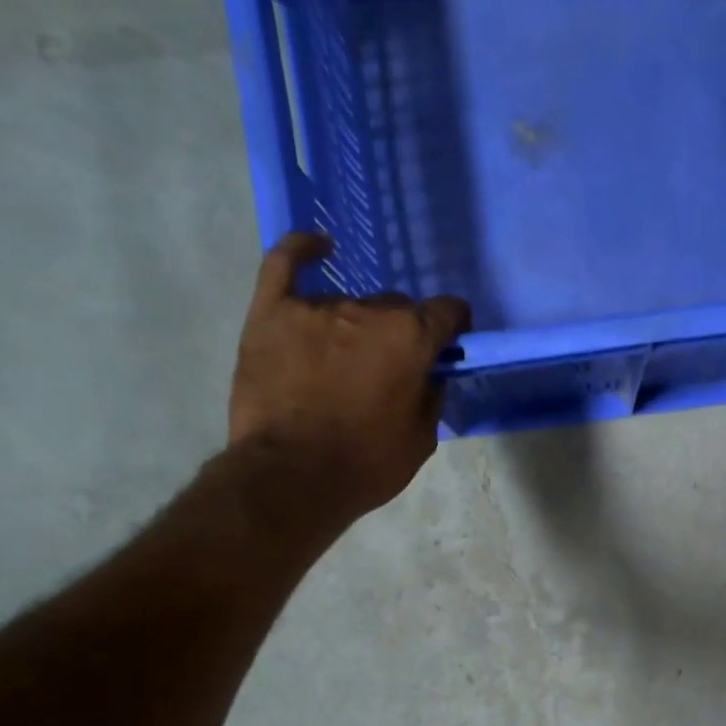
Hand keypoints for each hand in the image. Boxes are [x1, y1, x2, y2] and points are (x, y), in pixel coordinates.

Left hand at [229, 233, 469, 514]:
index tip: (450, 342)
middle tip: (391, 367)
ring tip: (346, 360)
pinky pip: (285, 264)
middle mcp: (368, 310)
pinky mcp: (271, 312)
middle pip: (396, 307)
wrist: (290, 477)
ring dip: (358, 325)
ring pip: (350, 302)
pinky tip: (318, 248)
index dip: (453, 326)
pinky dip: (303, 250)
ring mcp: (315, 307)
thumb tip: (431, 374)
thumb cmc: (366, 464)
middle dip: (402, 332)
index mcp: (411, 338)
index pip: (446, 312)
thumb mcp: (421, 440)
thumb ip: (431, 397)